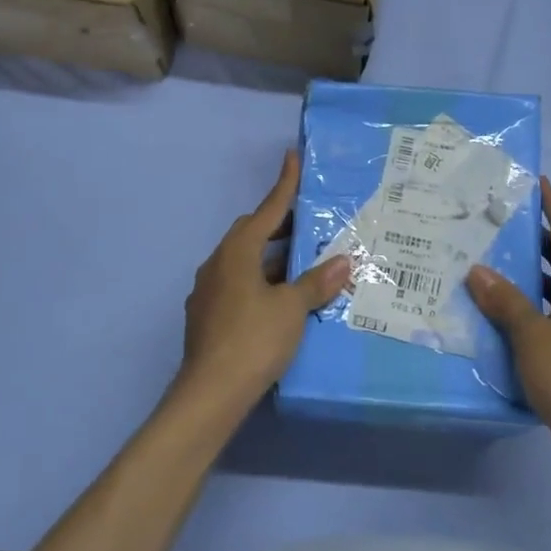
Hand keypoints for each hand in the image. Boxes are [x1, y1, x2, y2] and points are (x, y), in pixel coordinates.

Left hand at [171, 150, 349, 430]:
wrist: (211, 393)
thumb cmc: (254, 339)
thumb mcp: (292, 309)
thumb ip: (316, 283)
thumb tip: (343, 261)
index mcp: (237, 252)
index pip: (266, 210)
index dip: (284, 185)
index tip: (293, 158)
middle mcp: (218, 263)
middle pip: (251, 234)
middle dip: (279, 225)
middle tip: (308, 223)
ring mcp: (208, 291)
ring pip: (244, 262)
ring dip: (271, 258)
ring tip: (302, 263)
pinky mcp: (208, 316)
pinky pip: (239, 285)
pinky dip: (261, 281)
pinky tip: (280, 299)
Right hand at [467, 179, 550, 459]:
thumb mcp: (533, 336)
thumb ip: (507, 302)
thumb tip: (478, 269)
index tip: (537, 183)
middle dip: (537, 235)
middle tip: (501, 218)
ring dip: (530, 269)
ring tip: (493, 257)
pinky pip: (548, 310)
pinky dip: (528, 302)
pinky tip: (501, 309)